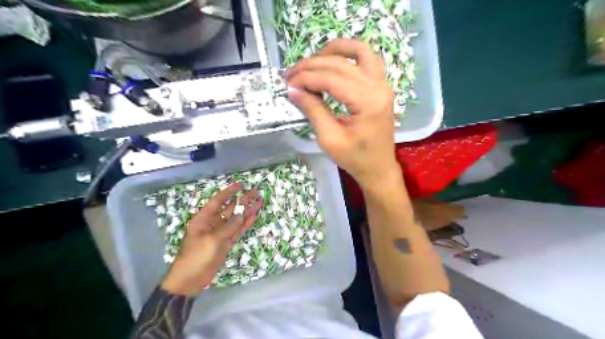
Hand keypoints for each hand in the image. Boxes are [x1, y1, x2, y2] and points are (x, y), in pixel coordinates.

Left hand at [160, 182, 261, 296]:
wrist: (190, 279)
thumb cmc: (196, 256)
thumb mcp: (211, 240)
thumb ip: (228, 227)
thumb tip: (242, 214)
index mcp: (203, 218)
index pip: (218, 201)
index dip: (229, 192)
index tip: (240, 185)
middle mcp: (213, 223)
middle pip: (229, 208)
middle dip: (242, 200)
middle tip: (255, 192)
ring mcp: (221, 233)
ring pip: (236, 218)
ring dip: (247, 211)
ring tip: (259, 202)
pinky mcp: (226, 242)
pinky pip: (237, 230)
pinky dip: (245, 223)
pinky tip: (254, 216)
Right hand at [285, 38, 400, 188]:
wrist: (378, 167)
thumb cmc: (355, 158)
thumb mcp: (329, 139)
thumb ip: (313, 110)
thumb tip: (293, 90)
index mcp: (367, 102)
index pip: (331, 79)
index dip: (306, 78)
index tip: (288, 83)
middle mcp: (378, 87)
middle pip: (341, 64)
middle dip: (312, 65)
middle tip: (291, 74)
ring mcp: (383, 84)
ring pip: (359, 52)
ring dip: (334, 50)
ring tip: (312, 60)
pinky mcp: (381, 87)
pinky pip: (367, 59)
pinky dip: (349, 54)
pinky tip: (332, 59)